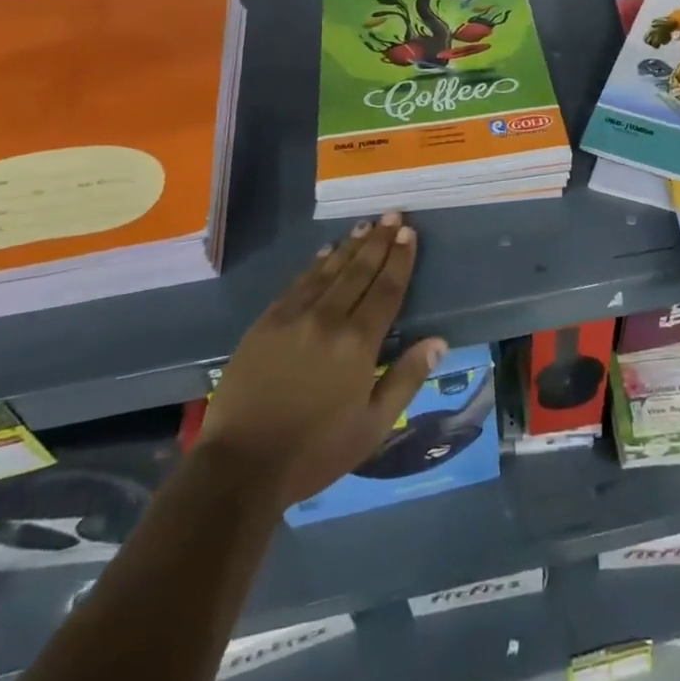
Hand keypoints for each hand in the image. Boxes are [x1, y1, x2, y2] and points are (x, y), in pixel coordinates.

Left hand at [196, 215, 446, 506]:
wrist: (241, 465)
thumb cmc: (315, 451)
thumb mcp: (373, 426)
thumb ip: (406, 378)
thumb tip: (439, 341)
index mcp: (358, 343)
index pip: (387, 289)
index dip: (400, 259)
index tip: (409, 233)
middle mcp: (329, 318)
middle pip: (360, 271)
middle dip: (379, 241)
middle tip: (393, 215)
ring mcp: (294, 316)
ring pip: (329, 270)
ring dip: (350, 246)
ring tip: (366, 226)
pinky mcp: (266, 322)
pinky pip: (298, 283)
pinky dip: (316, 264)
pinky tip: (325, 253)